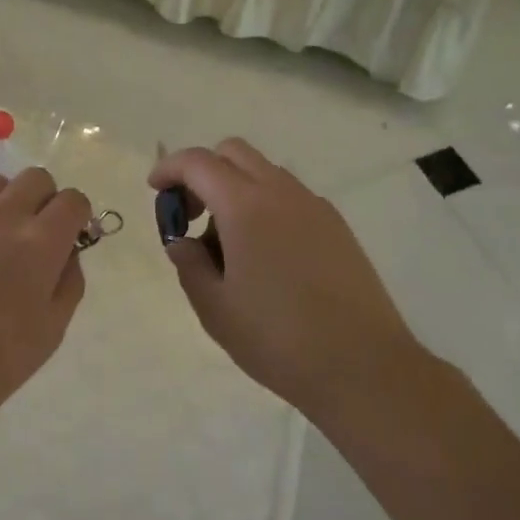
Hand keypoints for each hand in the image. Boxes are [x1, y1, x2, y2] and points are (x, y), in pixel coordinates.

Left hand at [0, 168, 91, 437]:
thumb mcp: (51, 332)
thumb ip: (68, 281)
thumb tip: (66, 252)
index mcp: (39, 242)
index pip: (73, 200)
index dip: (77, 216)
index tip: (69, 237)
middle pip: (35, 178)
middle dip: (43, 200)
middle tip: (33, 237)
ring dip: (3, 205)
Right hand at [148, 139, 427, 420]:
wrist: (363, 367)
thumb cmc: (278, 339)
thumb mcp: (215, 308)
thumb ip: (189, 264)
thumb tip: (183, 242)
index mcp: (245, 206)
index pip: (198, 162)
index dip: (169, 168)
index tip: (156, 191)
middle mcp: (282, 193)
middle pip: (234, 152)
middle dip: (203, 171)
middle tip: (191, 214)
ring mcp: (315, 207)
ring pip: (265, 172)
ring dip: (235, 189)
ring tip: (228, 244)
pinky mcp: (337, 227)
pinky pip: (290, 196)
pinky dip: (265, 205)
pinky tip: (266, 256)